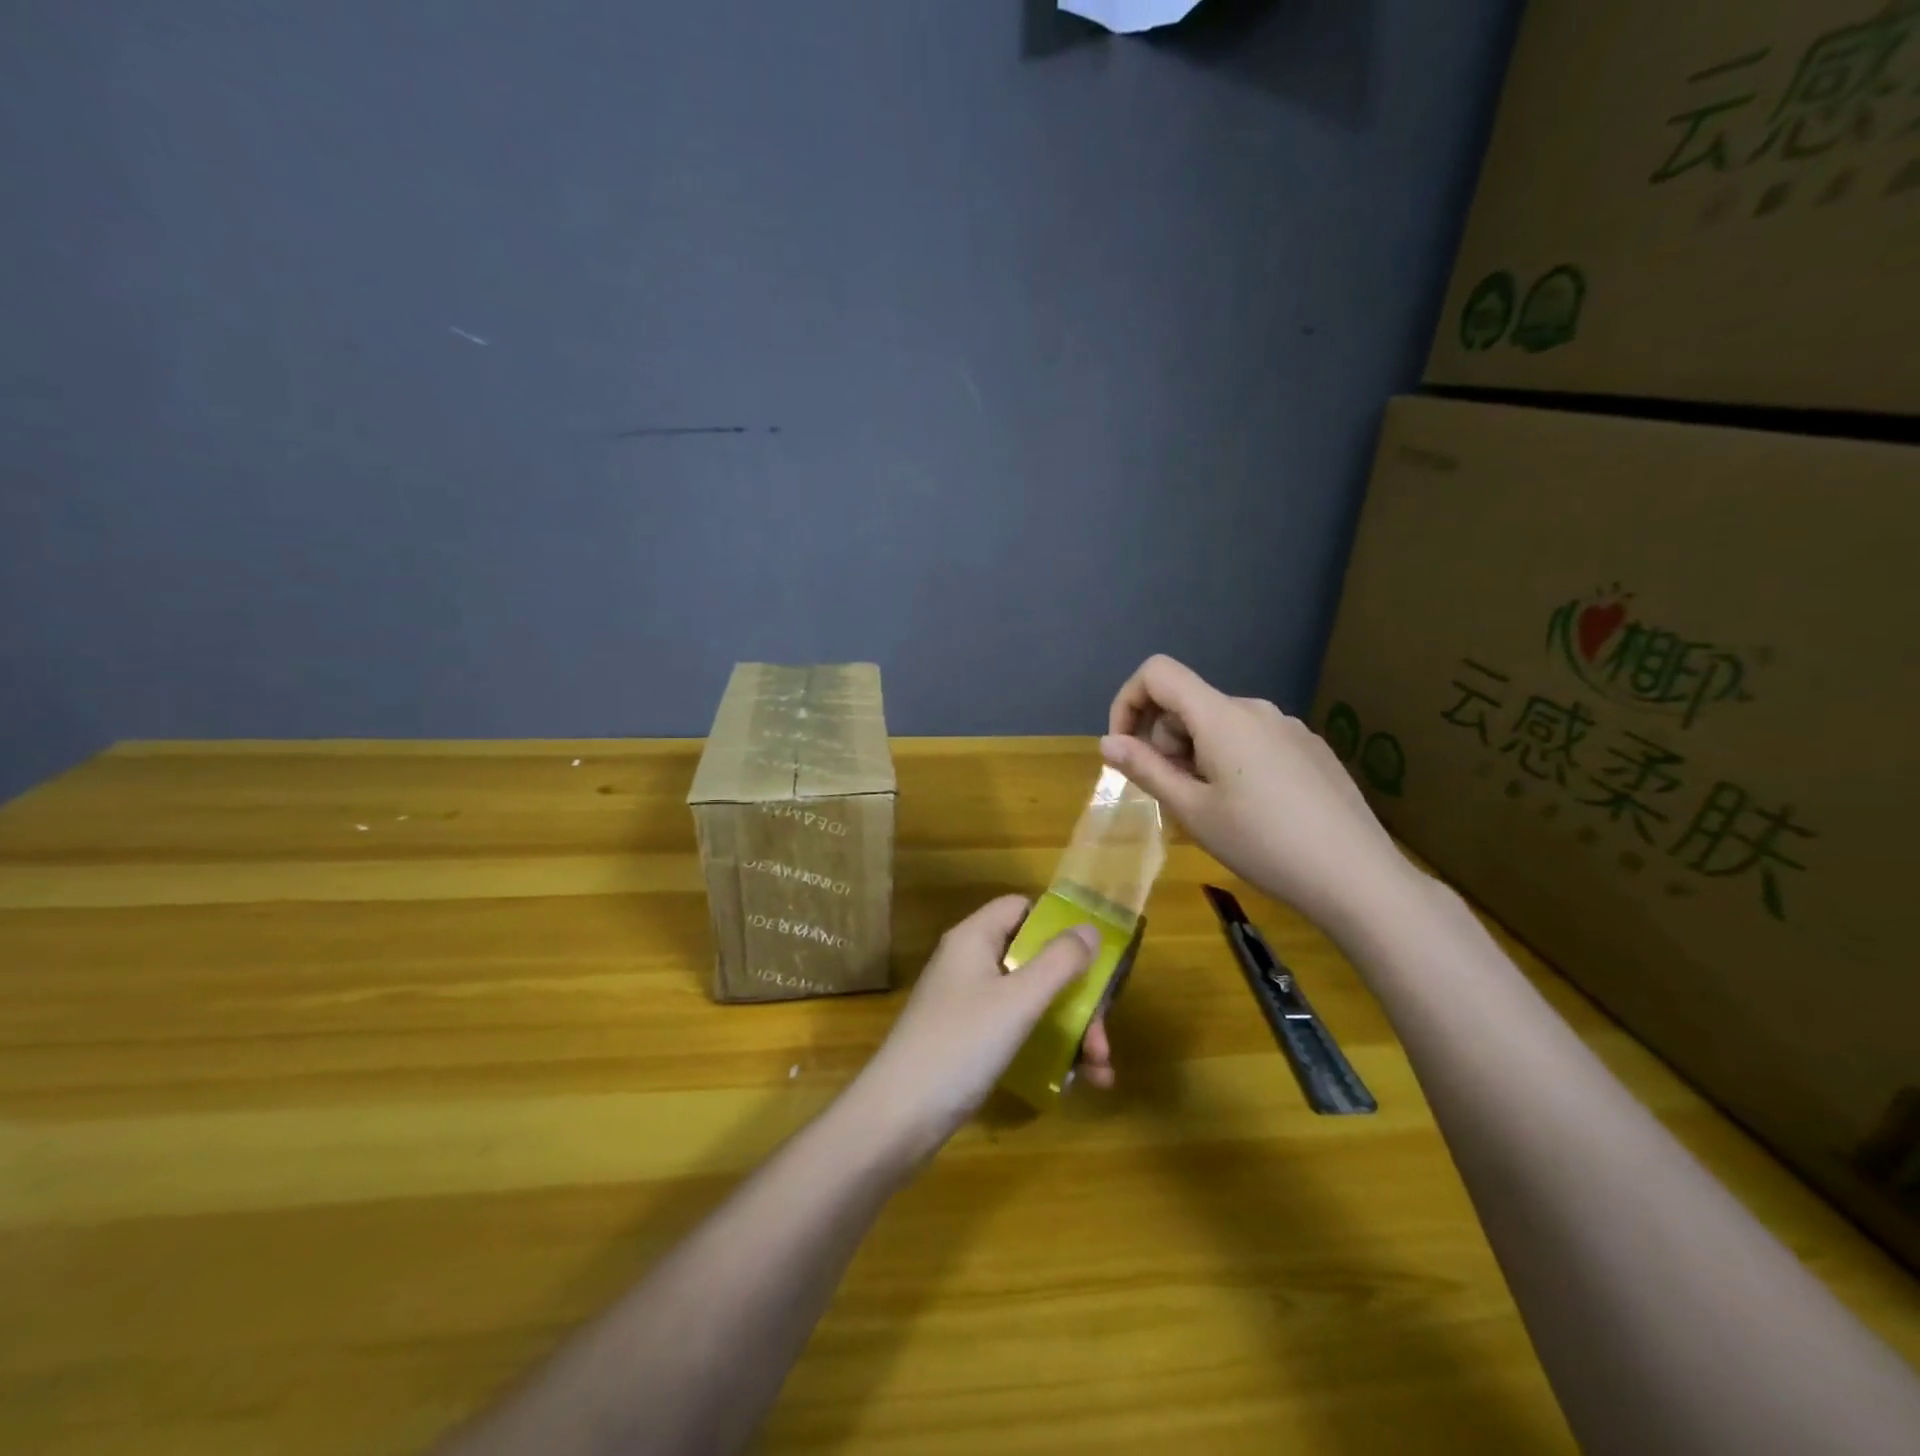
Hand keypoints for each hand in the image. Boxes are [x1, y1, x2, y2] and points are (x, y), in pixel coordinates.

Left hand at [862, 896, 1111, 1149]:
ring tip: (1101, 1070)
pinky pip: (1017, 1031)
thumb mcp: (1018, 1000)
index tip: (1094, 956)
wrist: (898, 1117)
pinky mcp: (969, 1041)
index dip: (1058, 924)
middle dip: (1077, 995)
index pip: (1021, 908)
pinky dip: (1048, 1049)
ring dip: (1071, 1029)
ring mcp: (968, 1004)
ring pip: (1031, 1001)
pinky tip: (1076, 1083)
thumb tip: (1091, 929)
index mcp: (974, 938)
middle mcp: (970, 963)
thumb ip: (1059, 962)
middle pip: (1034, 960)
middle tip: (1103, 1036)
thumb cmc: (961, 1044)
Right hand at [1102, 654, 1413, 938]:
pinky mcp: (1311, 748)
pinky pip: (1253, 740)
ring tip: (1213, 810)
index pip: (1158, 673)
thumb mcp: (1193, 811)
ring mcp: (1289, 727)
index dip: (1128, 702)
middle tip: (1174, 797)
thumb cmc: (1263, 843)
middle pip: (1188, 704)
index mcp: (1221, 716)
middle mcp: (1255, 709)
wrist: (1357, 876)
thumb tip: (1108, 742)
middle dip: (1164, 742)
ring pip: (1219, 725)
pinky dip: (1231, 762)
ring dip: (1196, 755)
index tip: (1125, 750)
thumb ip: (1146, 769)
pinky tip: (1254, 810)